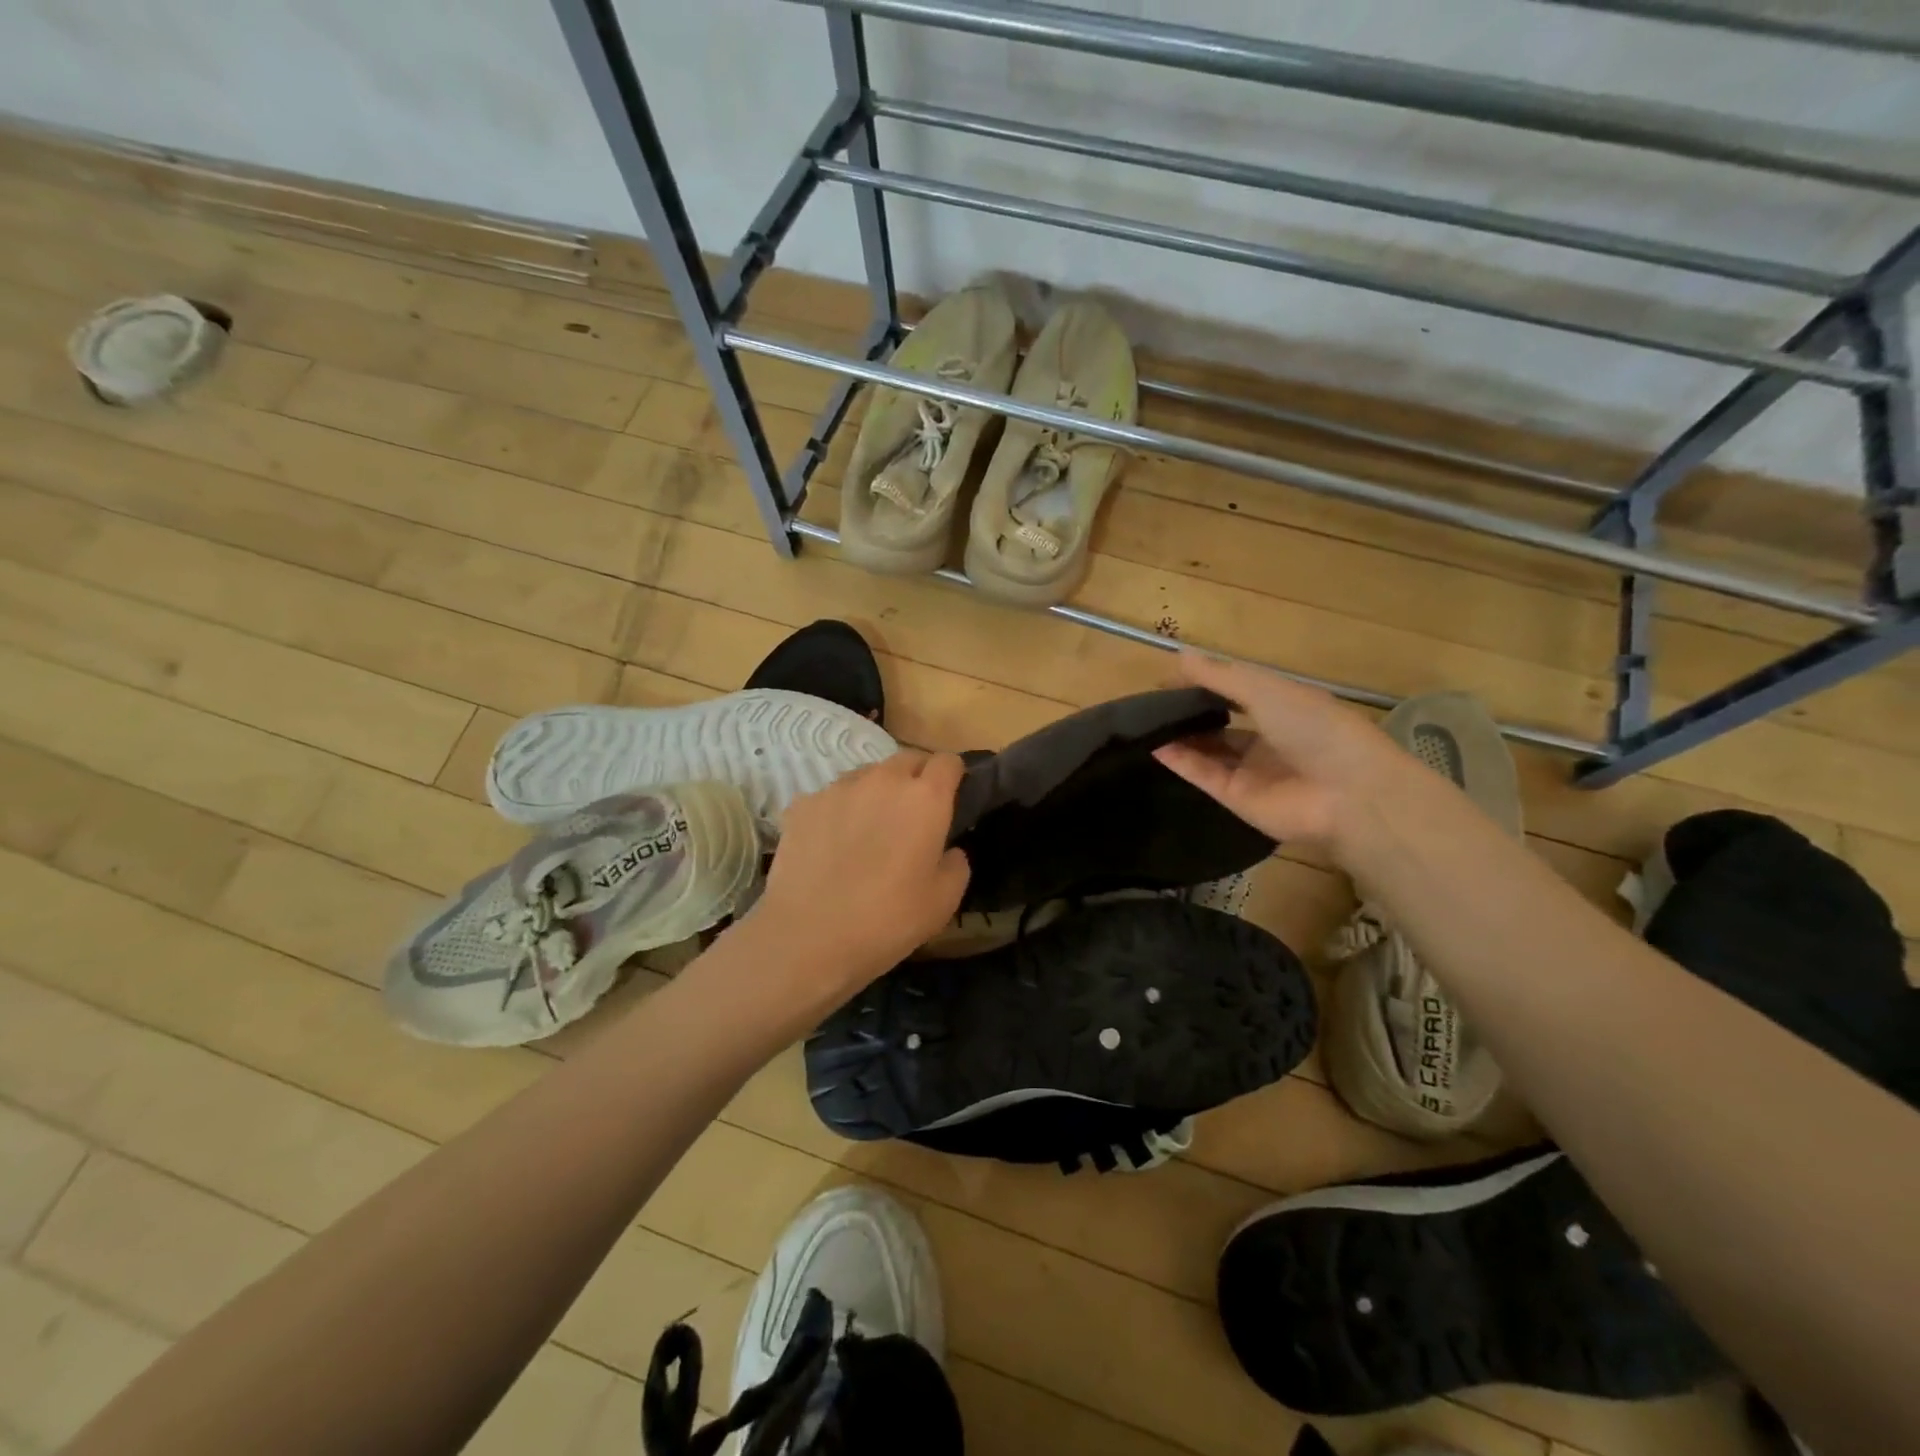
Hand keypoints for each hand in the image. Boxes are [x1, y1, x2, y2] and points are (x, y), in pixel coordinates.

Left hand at [753, 750, 970, 991]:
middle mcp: (883, 780)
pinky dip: (838, 811)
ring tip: (868, 829)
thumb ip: (957, 865)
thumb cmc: (887, 920)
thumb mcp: (944, 902)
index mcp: (925, 799)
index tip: (951, 798)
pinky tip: (830, 844)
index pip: (947, 761)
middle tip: (913, 816)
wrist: (807, 936)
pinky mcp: (803, 803)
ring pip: (867, 775)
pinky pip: (830, 797)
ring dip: (876, 792)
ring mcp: (838, 788)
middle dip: (916, 778)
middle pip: (907, 759)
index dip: (953, 776)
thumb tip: (949, 850)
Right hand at [1153, 652, 1405, 851]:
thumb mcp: (1266, 689)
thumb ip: (1220, 676)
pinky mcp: (1236, 798)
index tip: (1171, 676)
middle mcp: (1267, 738)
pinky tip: (1153, 744)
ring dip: (1180, 735)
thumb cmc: (1315, 727)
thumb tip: (1177, 656)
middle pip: (1220, 723)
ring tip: (1145, 721)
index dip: (1205, 683)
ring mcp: (1251, 770)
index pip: (1237, 691)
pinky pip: (1202, 774)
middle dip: (1190, 711)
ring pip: (1207, 750)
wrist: (1348, 794)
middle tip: (1152, 701)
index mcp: (1284, 707)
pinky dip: (1179, 760)